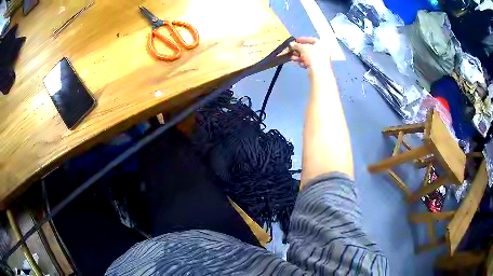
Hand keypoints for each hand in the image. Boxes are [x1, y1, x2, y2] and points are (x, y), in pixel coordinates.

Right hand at [290, 37, 330, 69]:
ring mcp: (321, 59)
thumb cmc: (312, 56)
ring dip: (299, 56)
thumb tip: (291, 44)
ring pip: (308, 56)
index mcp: (321, 44)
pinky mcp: (319, 67)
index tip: (296, 41)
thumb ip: (296, 45)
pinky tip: (299, 64)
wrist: (319, 72)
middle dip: (299, 50)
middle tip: (292, 51)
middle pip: (309, 49)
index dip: (303, 40)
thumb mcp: (302, 48)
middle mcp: (322, 51)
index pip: (312, 39)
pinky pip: (310, 62)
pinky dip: (304, 62)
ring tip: (292, 58)